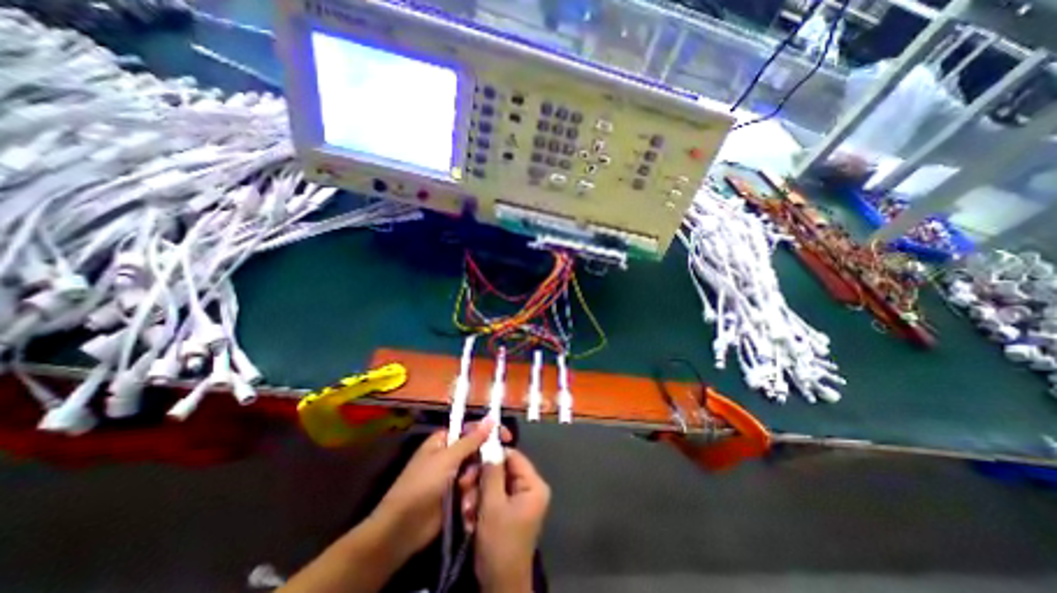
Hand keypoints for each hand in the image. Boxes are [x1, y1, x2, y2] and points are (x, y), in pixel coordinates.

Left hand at [372, 421, 510, 555]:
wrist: (402, 529)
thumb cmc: (422, 486)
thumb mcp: (447, 459)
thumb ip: (471, 440)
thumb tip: (491, 418)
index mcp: (444, 440)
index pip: (471, 428)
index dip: (488, 431)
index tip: (507, 437)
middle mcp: (450, 454)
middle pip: (476, 449)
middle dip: (480, 461)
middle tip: (483, 470)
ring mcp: (453, 475)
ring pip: (476, 469)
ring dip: (474, 480)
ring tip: (465, 492)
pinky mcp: (456, 494)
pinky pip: (472, 487)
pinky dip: (472, 494)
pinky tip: (466, 504)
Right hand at [463, 447, 553, 591]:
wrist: (499, 586)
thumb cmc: (499, 543)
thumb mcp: (493, 505)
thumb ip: (492, 473)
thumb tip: (490, 448)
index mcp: (533, 485)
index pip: (514, 456)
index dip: (493, 454)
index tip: (473, 458)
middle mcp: (529, 489)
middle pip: (502, 470)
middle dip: (481, 479)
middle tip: (463, 486)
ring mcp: (519, 501)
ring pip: (494, 484)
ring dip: (477, 494)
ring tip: (466, 508)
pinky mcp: (509, 512)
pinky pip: (493, 497)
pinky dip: (480, 504)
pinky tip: (469, 517)